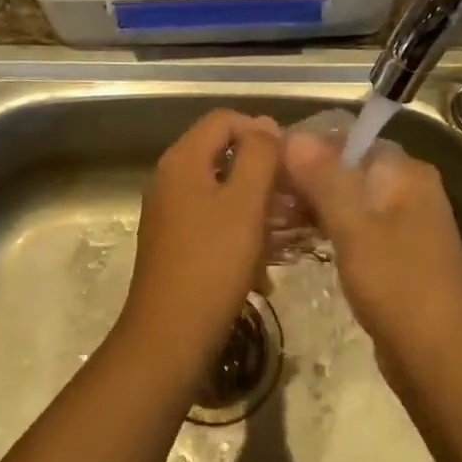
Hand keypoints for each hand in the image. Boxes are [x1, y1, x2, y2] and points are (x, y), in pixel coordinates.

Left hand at [119, 110, 281, 380]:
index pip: (224, 119)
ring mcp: (168, 212)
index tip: (290, 162)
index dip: (261, 131)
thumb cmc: (212, 265)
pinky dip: (238, 232)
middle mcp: (169, 177)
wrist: (167, 341)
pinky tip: (261, 268)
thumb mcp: (245, 204)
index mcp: (182, 160)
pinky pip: (212, 220)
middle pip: (222, 154)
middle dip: (262, 173)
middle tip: (294, 199)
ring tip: (286, 235)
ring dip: (255, 207)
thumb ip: (259, 156)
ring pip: (220, 191)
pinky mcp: (172, 243)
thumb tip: (266, 125)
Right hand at [281, 127, 461, 385]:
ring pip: (347, 198)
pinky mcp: (394, 254)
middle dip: (305, 177)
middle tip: (260, 191)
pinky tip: (293, 239)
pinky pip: (353, 226)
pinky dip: (326, 227)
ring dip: (311, 204)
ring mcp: (403, 223)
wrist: (444, 364)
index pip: (347, 138)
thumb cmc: (398, 285)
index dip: (306, 145)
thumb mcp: (353, 227)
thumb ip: (323, 177)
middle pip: (346, 167)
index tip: (266, 159)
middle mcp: (408, 188)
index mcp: (405, 172)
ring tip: (268, 215)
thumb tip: (292, 134)